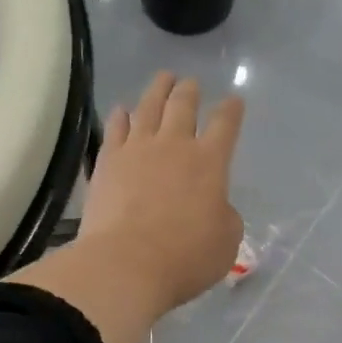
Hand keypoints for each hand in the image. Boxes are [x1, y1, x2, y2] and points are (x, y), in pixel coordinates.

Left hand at [79, 72, 245, 313]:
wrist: (127, 263)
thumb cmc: (185, 257)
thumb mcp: (226, 241)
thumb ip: (225, 216)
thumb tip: (214, 206)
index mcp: (210, 162)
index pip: (225, 125)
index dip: (231, 110)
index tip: (233, 101)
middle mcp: (174, 145)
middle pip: (183, 105)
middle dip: (190, 91)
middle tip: (190, 83)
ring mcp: (137, 149)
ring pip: (149, 107)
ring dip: (158, 89)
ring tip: (163, 79)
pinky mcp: (108, 161)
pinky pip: (115, 127)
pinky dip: (121, 115)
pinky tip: (122, 110)